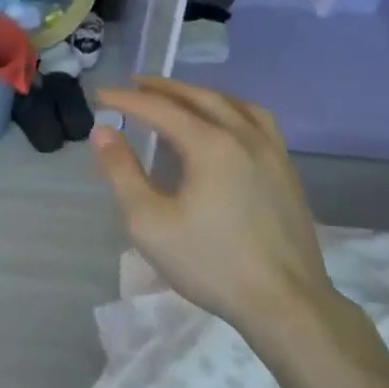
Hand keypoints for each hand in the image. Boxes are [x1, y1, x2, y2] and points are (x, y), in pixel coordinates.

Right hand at [90, 78, 341, 349]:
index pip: (161, 110)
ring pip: (235, 105)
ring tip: (180, 97)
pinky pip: (258, 122)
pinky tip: (227, 126)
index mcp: (211, 145)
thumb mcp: (149, 222)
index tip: (101, 95)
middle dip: (164, 88)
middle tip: (136, 84)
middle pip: (200, 98)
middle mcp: (245, 137)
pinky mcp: (287, 172)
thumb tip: (103, 132)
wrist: (286, 303)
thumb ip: (122, 173)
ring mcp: (273, 153)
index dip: (127, 100)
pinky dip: (232, 110)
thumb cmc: (210, 263)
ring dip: (202, 94)